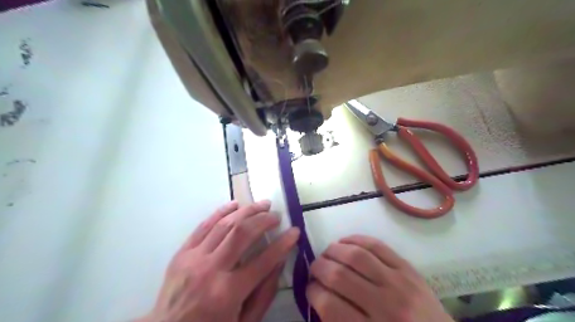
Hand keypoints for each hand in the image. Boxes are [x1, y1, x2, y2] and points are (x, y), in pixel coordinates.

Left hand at [139, 200, 301, 321]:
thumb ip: (264, 293)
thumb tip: (279, 261)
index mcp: (228, 293)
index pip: (264, 260)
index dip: (283, 243)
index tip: (294, 231)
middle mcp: (211, 270)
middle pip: (242, 233)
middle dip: (264, 220)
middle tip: (276, 215)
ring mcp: (194, 258)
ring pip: (224, 224)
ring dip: (247, 211)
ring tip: (262, 205)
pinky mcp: (182, 253)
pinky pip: (203, 226)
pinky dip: (221, 211)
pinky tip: (235, 204)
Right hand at [308, 234, 450, 321]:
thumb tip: (319, 296)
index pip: (329, 305)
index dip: (313, 293)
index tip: (310, 288)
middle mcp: (384, 307)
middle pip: (339, 276)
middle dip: (318, 268)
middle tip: (314, 268)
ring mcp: (399, 284)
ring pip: (356, 256)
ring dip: (333, 250)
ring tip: (327, 253)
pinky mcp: (408, 269)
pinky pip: (377, 246)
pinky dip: (356, 239)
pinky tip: (345, 242)